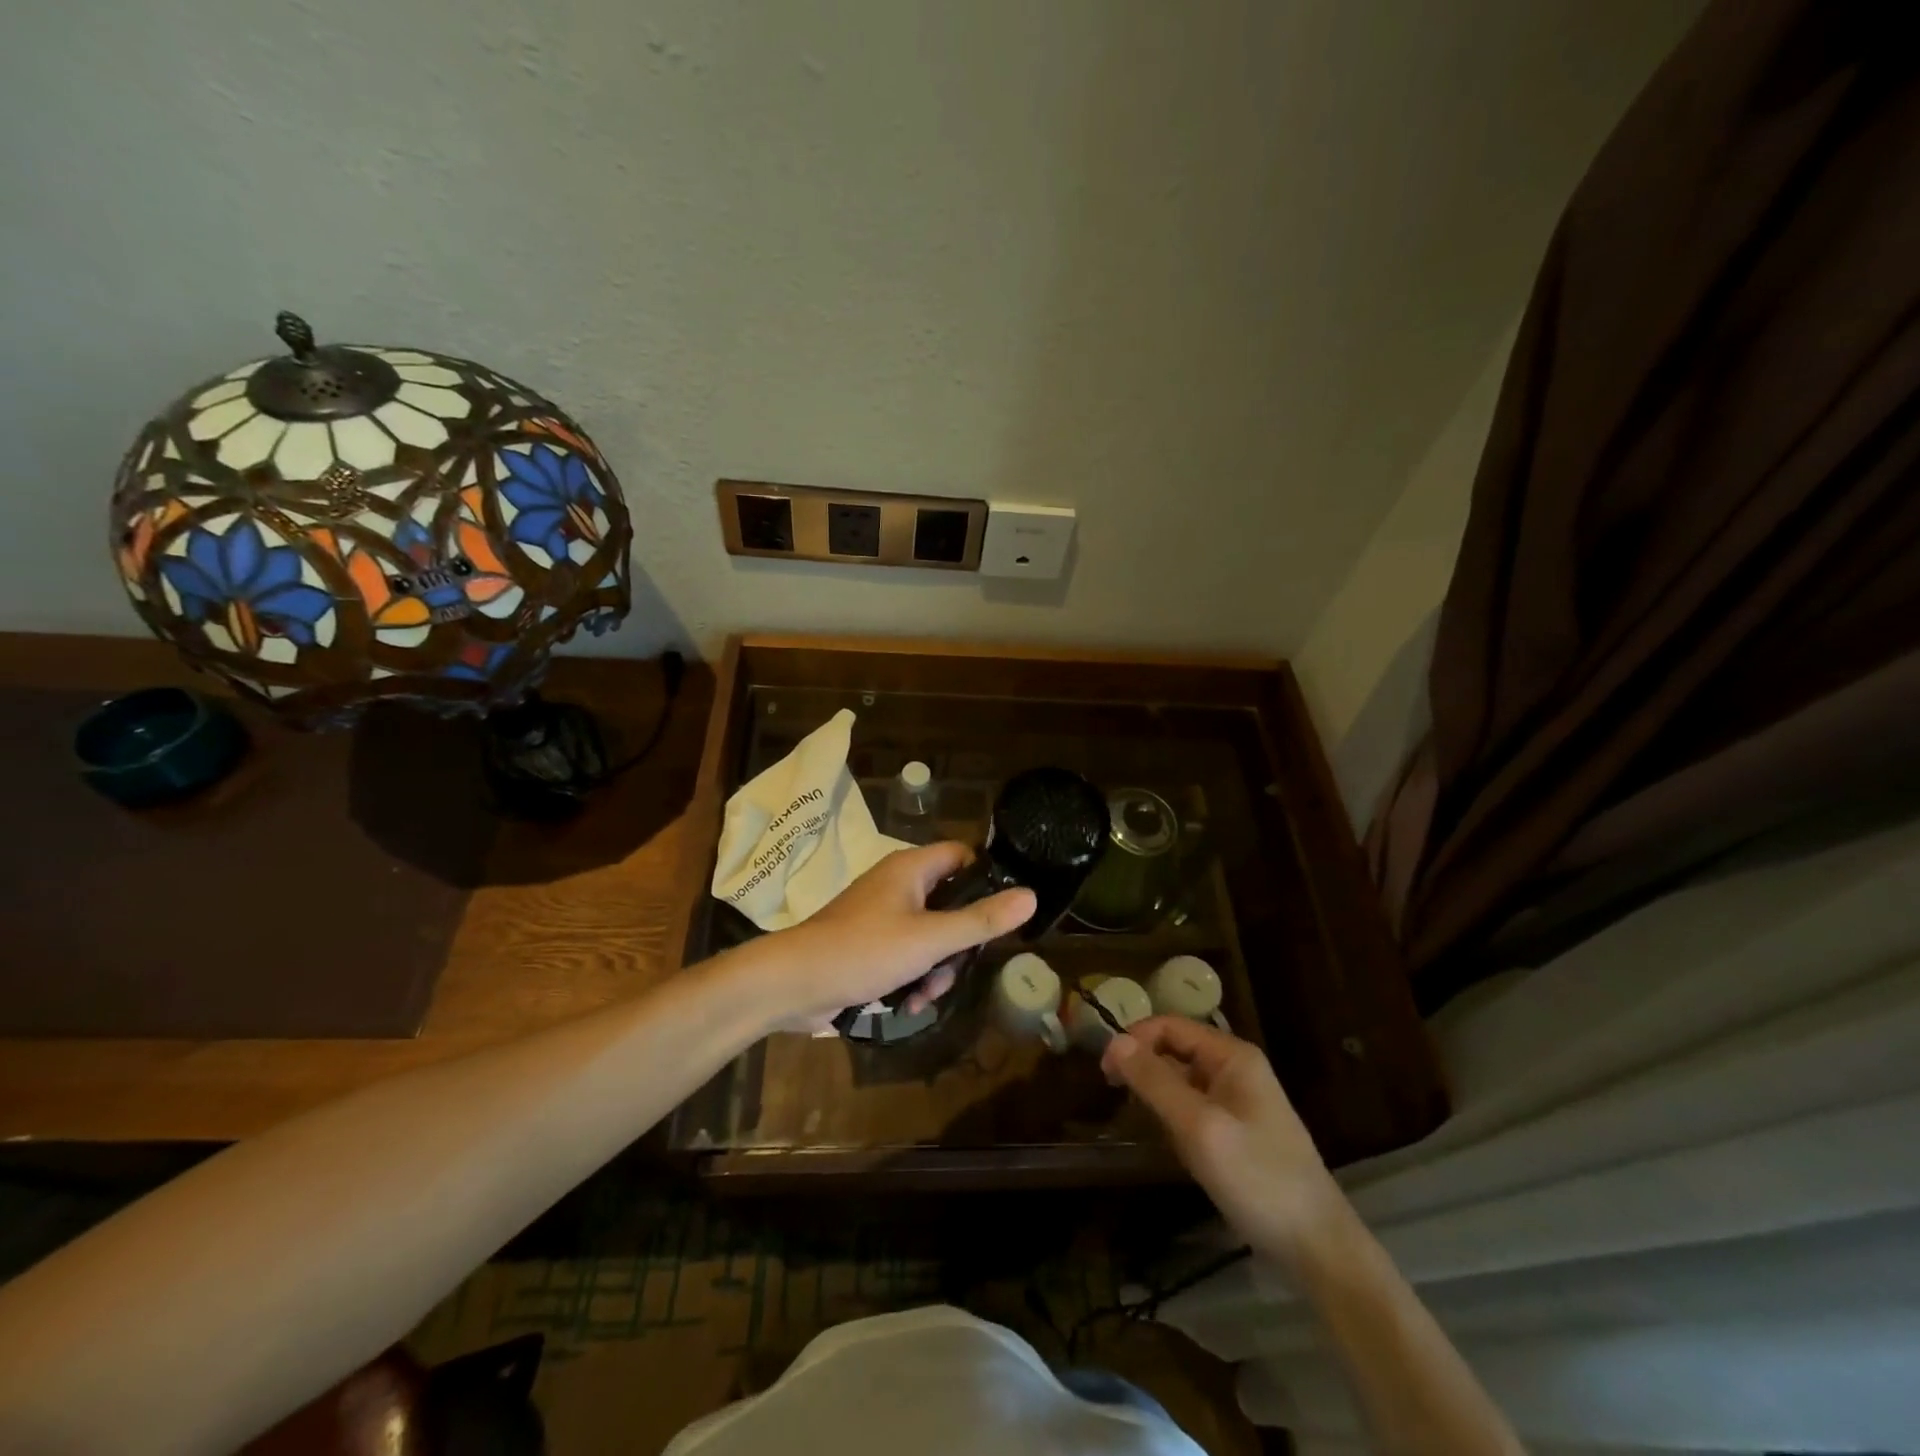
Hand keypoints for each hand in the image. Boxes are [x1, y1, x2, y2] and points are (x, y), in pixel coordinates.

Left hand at [768, 842, 1035, 1027]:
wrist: (794, 984)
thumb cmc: (865, 950)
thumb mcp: (931, 939)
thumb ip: (981, 920)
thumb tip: (1031, 896)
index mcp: (911, 868)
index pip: (962, 856)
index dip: (986, 880)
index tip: (1000, 914)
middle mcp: (897, 884)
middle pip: (950, 903)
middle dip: (957, 943)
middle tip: (954, 968)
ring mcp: (881, 915)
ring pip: (930, 935)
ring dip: (935, 968)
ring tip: (924, 995)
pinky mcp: (869, 943)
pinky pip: (906, 953)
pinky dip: (912, 977)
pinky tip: (908, 1004)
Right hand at [1103, 1017, 1344, 1260]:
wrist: (1318, 1247)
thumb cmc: (1257, 1178)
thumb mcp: (1198, 1127)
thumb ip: (1155, 1081)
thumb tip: (1114, 1041)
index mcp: (1231, 1055)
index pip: (1169, 1026)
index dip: (1134, 1040)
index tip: (1105, 1073)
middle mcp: (1236, 1068)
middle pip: (1175, 1049)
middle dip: (1144, 1067)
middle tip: (1115, 1097)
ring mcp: (1240, 1100)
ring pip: (1183, 1080)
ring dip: (1158, 1095)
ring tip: (1143, 1124)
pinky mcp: (1240, 1130)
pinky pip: (1195, 1107)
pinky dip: (1175, 1117)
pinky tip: (1172, 1144)